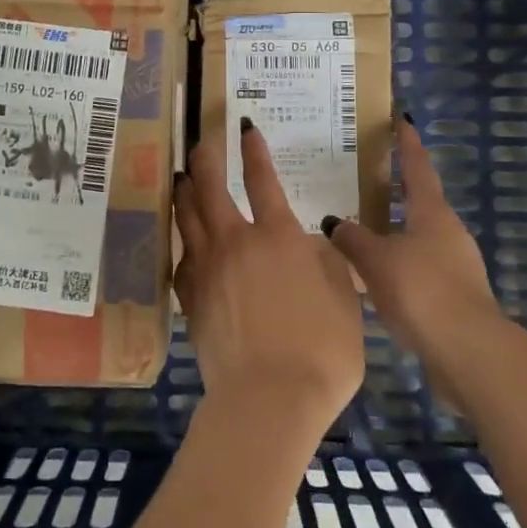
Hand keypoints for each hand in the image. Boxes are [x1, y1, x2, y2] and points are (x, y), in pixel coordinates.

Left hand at [174, 122, 364, 440]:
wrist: (268, 400)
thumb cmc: (321, 350)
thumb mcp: (344, 300)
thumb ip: (327, 263)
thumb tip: (310, 243)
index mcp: (277, 236)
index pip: (262, 179)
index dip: (253, 150)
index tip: (245, 127)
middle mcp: (236, 242)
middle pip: (210, 188)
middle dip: (205, 159)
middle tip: (201, 142)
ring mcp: (208, 269)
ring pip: (187, 217)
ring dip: (184, 191)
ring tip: (181, 176)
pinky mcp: (191, 298)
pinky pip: (181, 257)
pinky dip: (182, 241)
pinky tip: (183, 240)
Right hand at [321, 118, 503, 379]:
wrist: (468, 353)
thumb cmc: (422, 291)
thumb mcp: (377, 260)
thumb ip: (353, 239)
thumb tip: (335, 222)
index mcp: (432, 213)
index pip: (417, 167)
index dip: (406, 143)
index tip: (400, 120)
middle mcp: (447, 232)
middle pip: (418, 201)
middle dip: (393, 189)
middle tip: (361, 178)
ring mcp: (454, 265)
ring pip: (415, 237)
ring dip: (391, 230)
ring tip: (358, 229)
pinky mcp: (452, 296)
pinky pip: (417, 267)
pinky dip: (395, 263)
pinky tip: (372, 276)